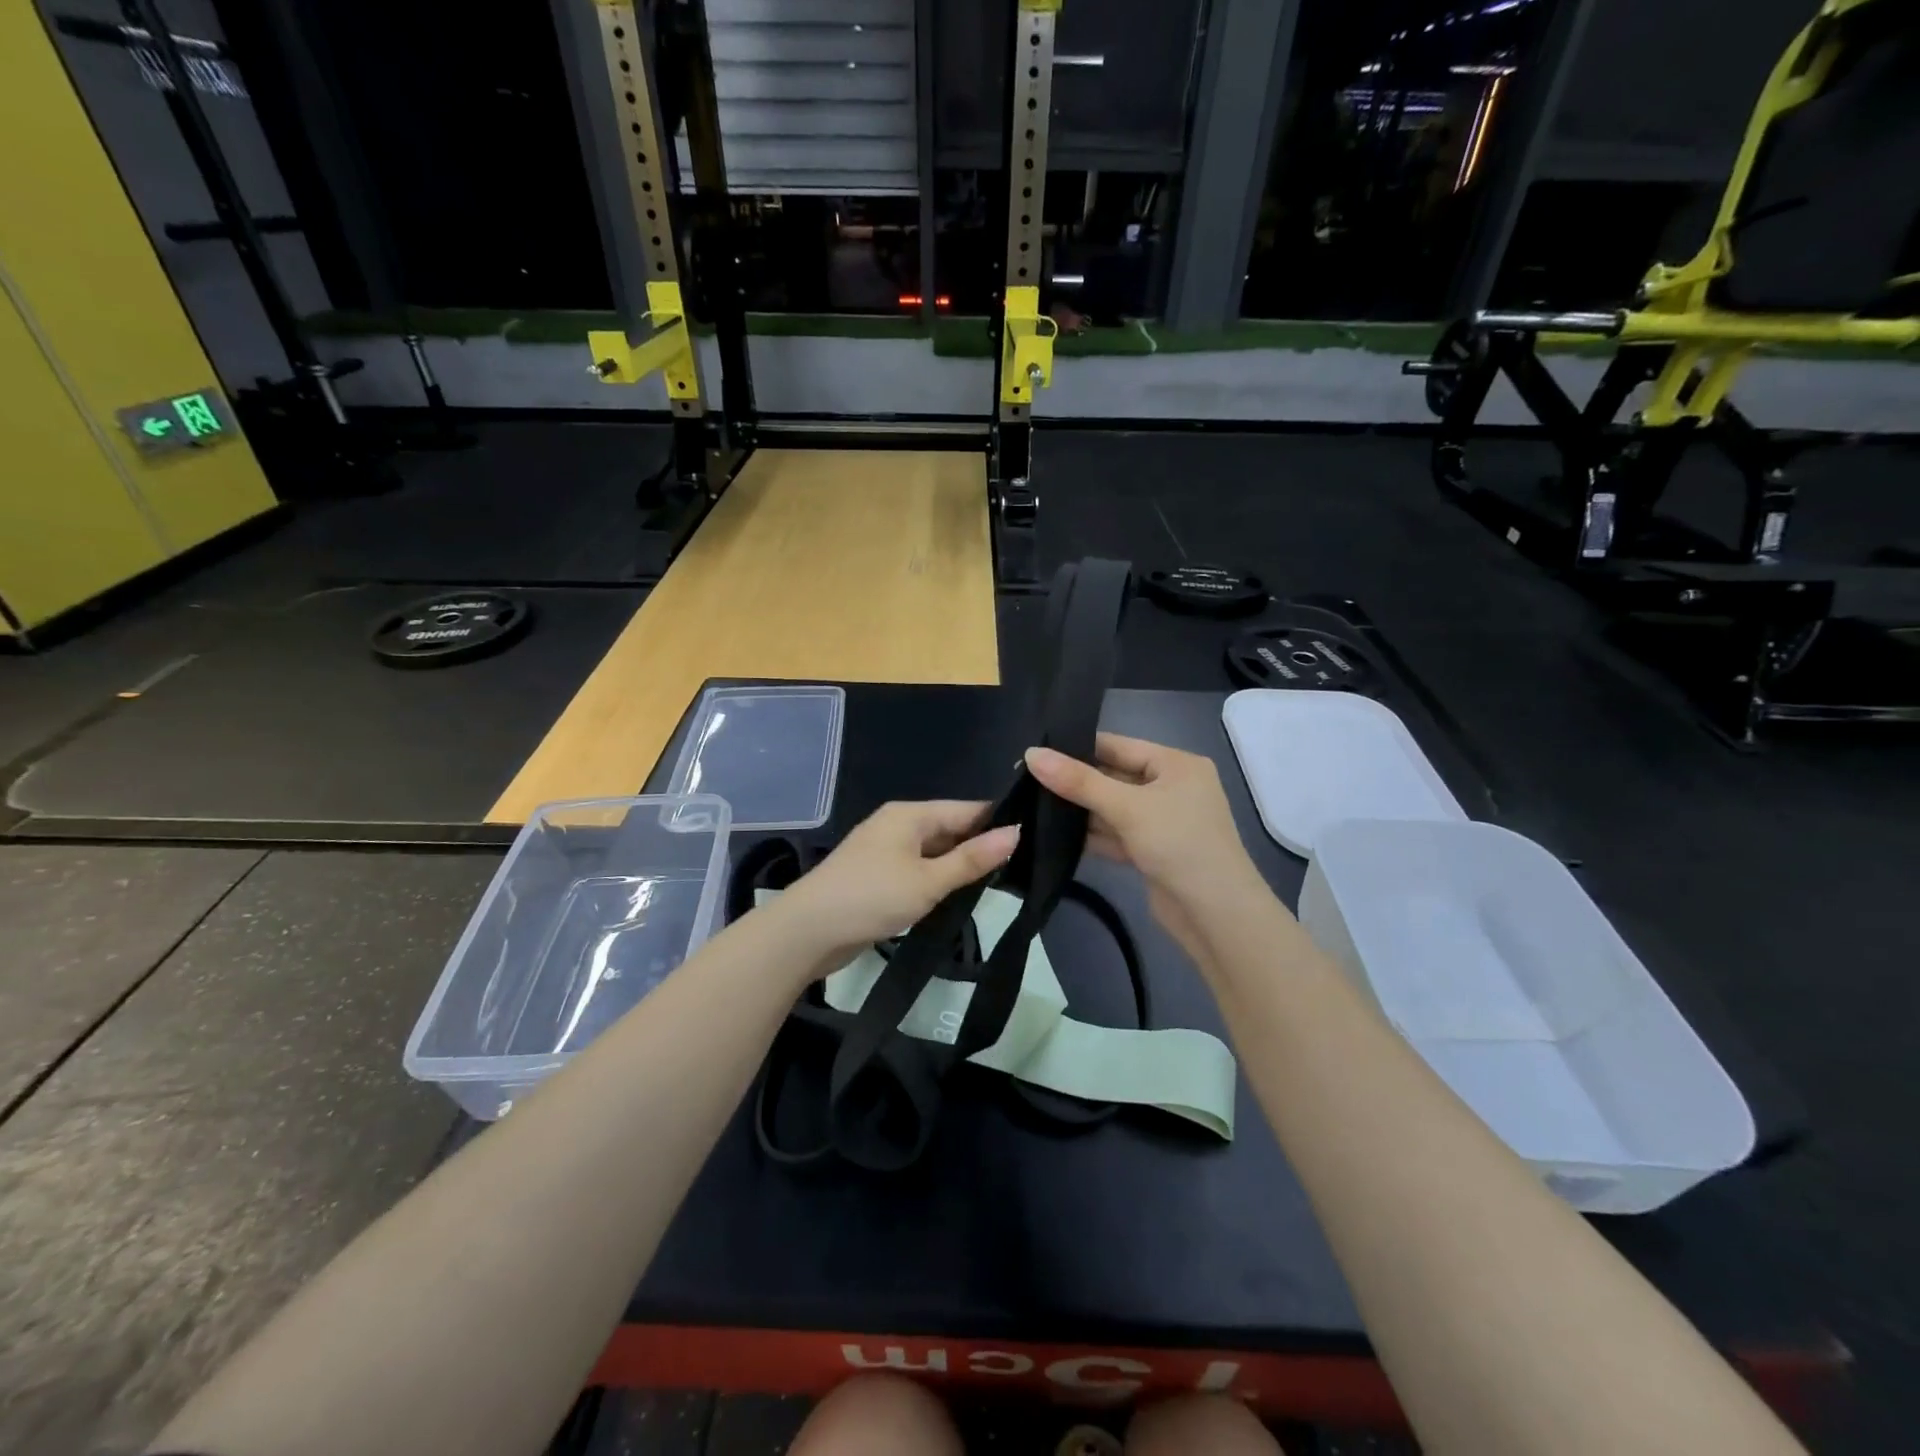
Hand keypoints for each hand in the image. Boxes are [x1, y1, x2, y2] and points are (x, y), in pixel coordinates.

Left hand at [768, 801, 1020, 968]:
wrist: (807, 931)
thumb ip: (972, 859)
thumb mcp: (928, 880)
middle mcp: (898, 825)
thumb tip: (1015, 833)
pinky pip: (919, 870)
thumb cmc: (871, 897)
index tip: (1033, 839)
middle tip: (1024, 868)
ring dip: (960, 866)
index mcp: (910, 814)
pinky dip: (939, 880)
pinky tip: (960, 896)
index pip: (966, 810)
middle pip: (950, 829)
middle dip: (981, 847)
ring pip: (935, 852)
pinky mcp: (878, 877)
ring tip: (1002, 883)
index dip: (998, 823)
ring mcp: (885, 851)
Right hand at [1025, 734, 1270, 959]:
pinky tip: (1055, 835)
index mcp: (1176, 764)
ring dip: (1080, 810)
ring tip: (1032, 804)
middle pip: (1114, 776)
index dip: (1077, 747)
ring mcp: (1163, 822)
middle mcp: (1172, 787)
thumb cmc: (1178, 844)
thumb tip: (1031, 754)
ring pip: (1113, 808)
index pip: (1118, 745)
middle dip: (1076, 782)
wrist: (1216, 915)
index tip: (1035, 750)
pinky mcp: (1153, 851)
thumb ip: (1078, 781)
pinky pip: (1116, 834)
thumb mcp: (1127, 807)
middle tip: (1026, 779)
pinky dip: (1092, 835)